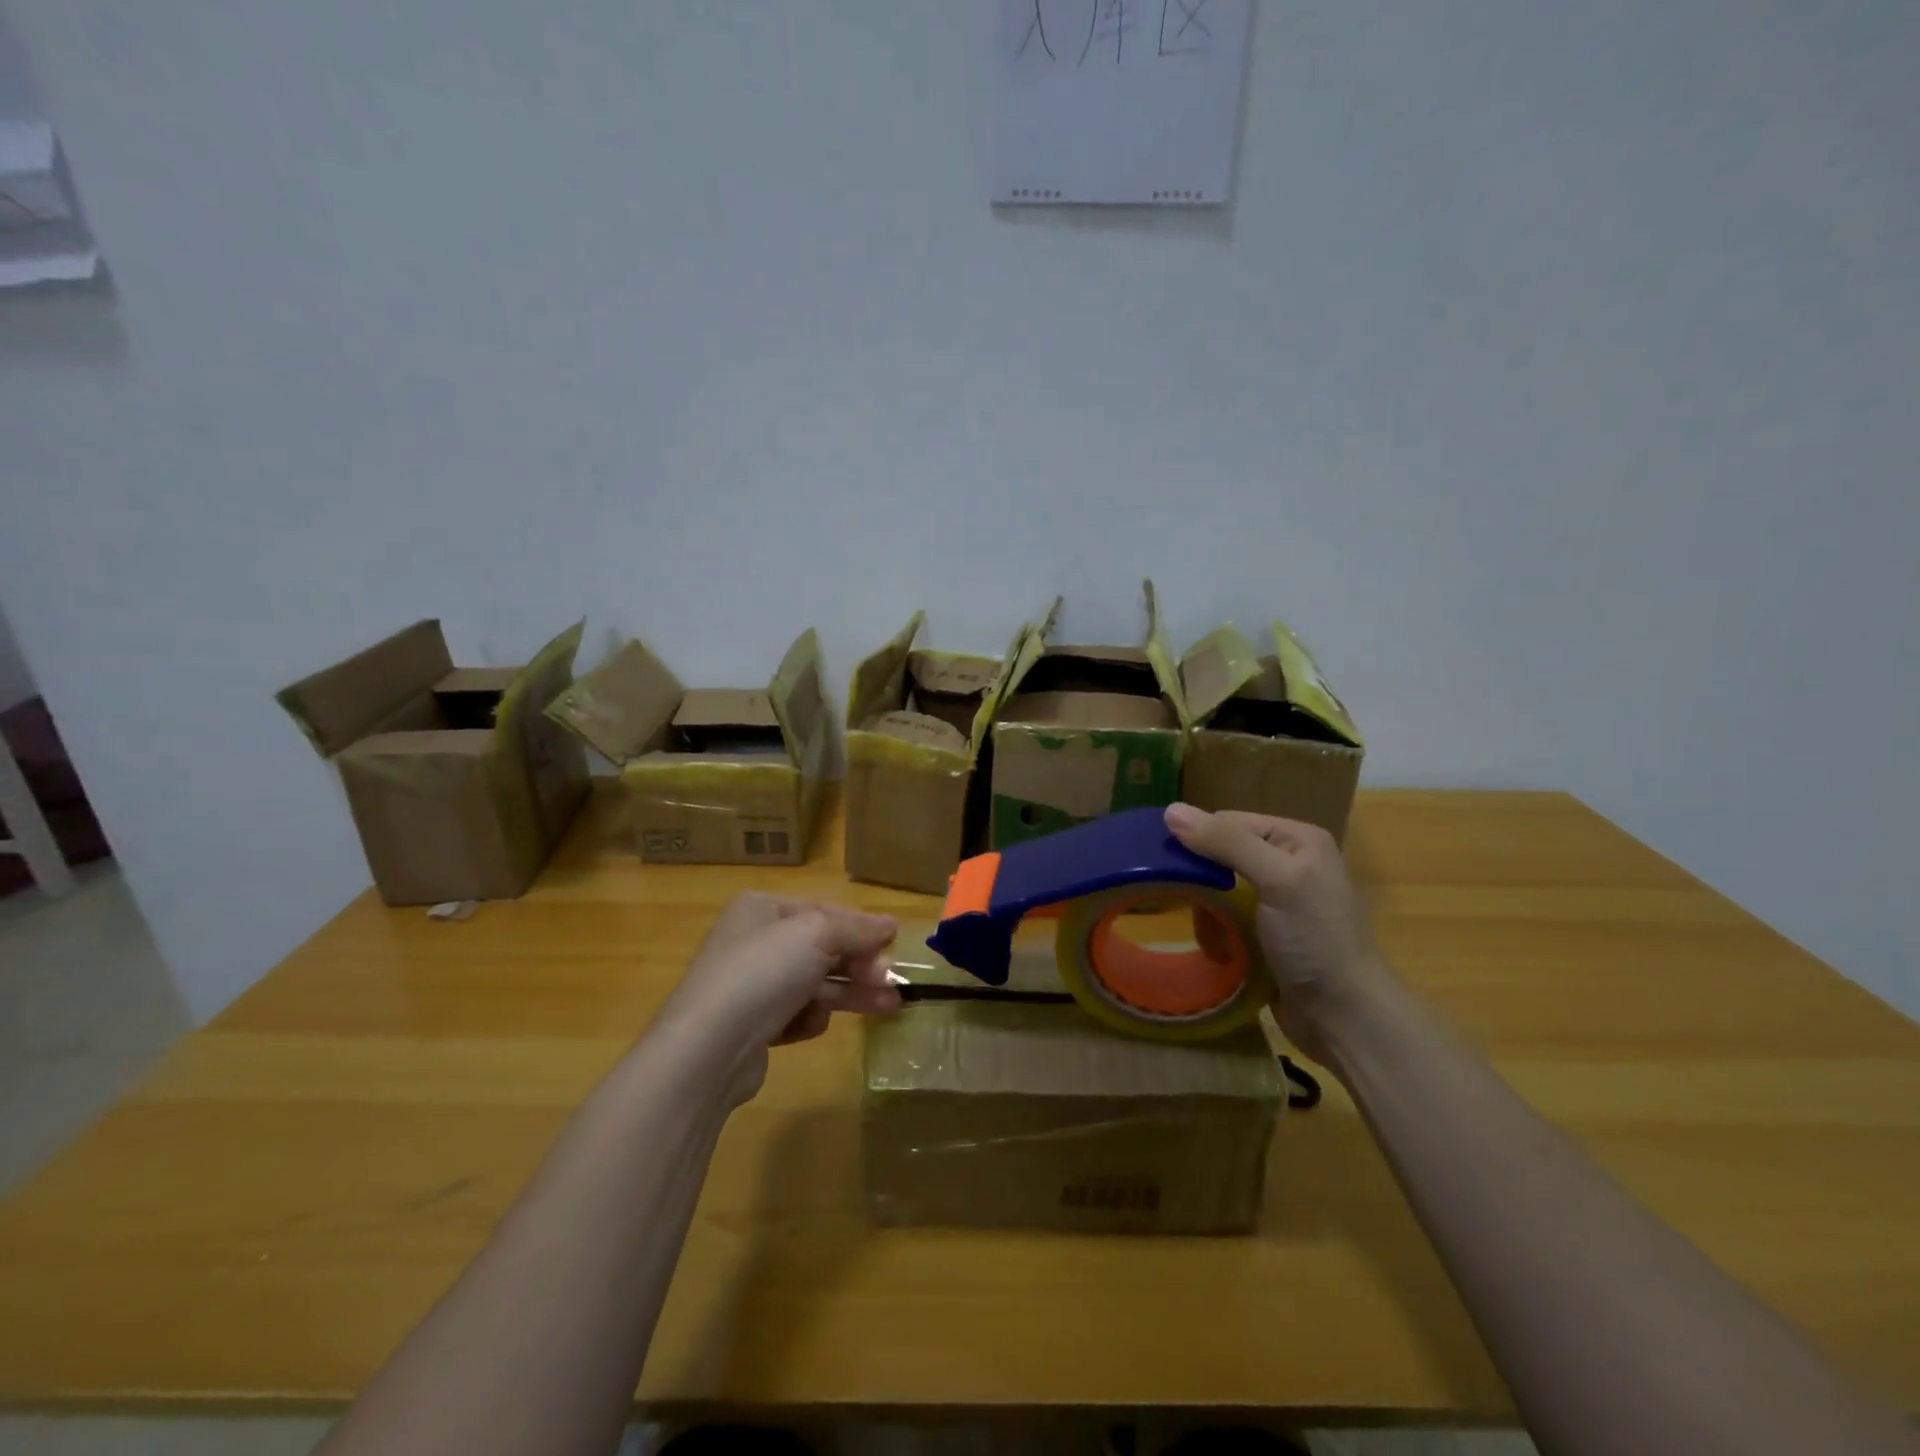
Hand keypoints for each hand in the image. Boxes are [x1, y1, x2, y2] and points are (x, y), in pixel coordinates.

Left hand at [653, 893, 900, 1105]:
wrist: (707, 1049)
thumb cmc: (762, 973)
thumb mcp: (817, 934)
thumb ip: (857, 928)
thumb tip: (891, 924)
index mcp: (762, 909)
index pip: (824, 911)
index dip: (861, 927)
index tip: (894, 944)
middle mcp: (754, 941)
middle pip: (821, 948)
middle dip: (859, 965)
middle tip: (892, 981)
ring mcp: (750, 985)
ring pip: (814, 983)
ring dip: (850, 993)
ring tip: (889, 1007)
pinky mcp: (751, 1026)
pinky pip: (794, 1014)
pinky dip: (808, 1019)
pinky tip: (810, 1026)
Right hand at [1164, 803, 1387, 1064]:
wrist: (1345, 1017)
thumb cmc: (1315, 940)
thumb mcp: (1277, 881)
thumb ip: (1227, 843)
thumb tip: (1170, 811)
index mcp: (1296, 839)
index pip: (1229, 821)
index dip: (1198, 839)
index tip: (1168, 865)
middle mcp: (1287, 862)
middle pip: (1220, 855)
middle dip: (1202, 882)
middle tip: (1188, 905)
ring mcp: (1277, 900)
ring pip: (1217, 889)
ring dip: (1207, 912)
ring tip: (1211, 935)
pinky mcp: (1266, 933)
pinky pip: (1224, 918)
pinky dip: (1215, 932)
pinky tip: (1220, 950)